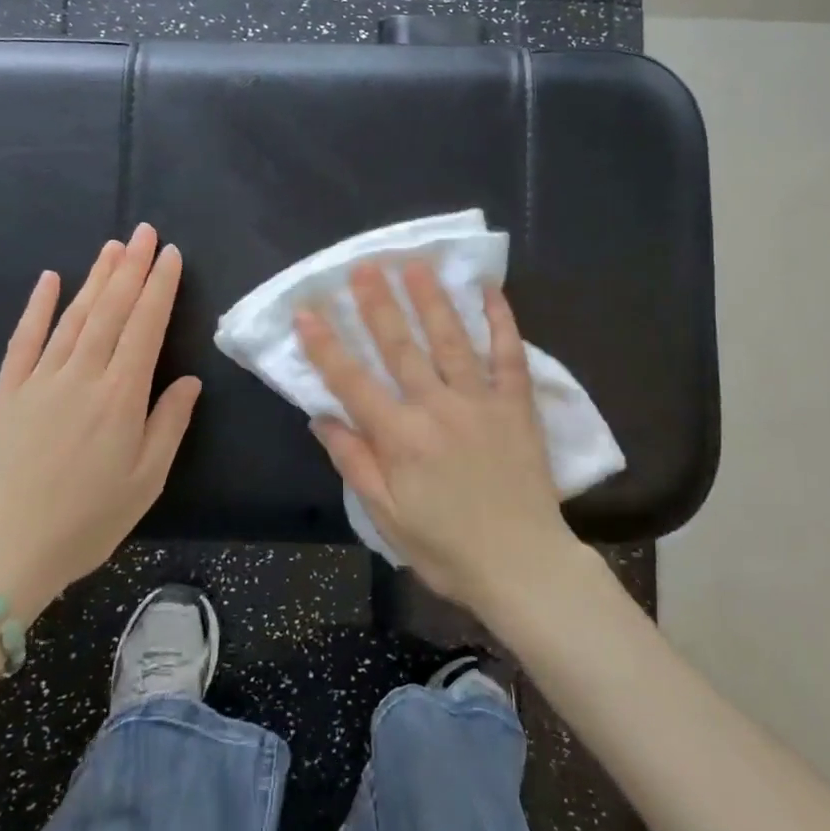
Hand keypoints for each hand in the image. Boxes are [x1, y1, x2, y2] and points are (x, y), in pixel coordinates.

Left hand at [0, 224, 201, 618]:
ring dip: (95, 278)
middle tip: (145, 231)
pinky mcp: (6, 393)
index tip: (171, 255)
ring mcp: (40, 380)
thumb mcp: (146, 481)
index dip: (160, 287)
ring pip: (74, 316)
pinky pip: (24, 340)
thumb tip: (190, 381)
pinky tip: (49, 279)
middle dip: (132, 267)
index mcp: (121, 395)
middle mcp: (82, 375)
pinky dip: (38, 307)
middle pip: (111, 309)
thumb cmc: (85, 522)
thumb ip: (170, 424)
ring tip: (112, 247)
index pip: (146, 326)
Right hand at [295, 261, 580, 617]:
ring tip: (414, 265)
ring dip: (430, 299)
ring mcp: (480, 401)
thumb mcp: (387, 517)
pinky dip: (500, 321)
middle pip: (400, 347)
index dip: (325, 345)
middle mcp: (436, 408)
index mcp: (400, 437)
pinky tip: (489, 290)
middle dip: (377, 304)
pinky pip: (508, 354)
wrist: (523, 566)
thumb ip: (355, 462)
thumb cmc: (447, 548)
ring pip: (450, 339)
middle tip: (364, 266)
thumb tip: (322, 417)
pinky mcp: (516, 405)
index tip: (306, 310)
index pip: (352, 381)